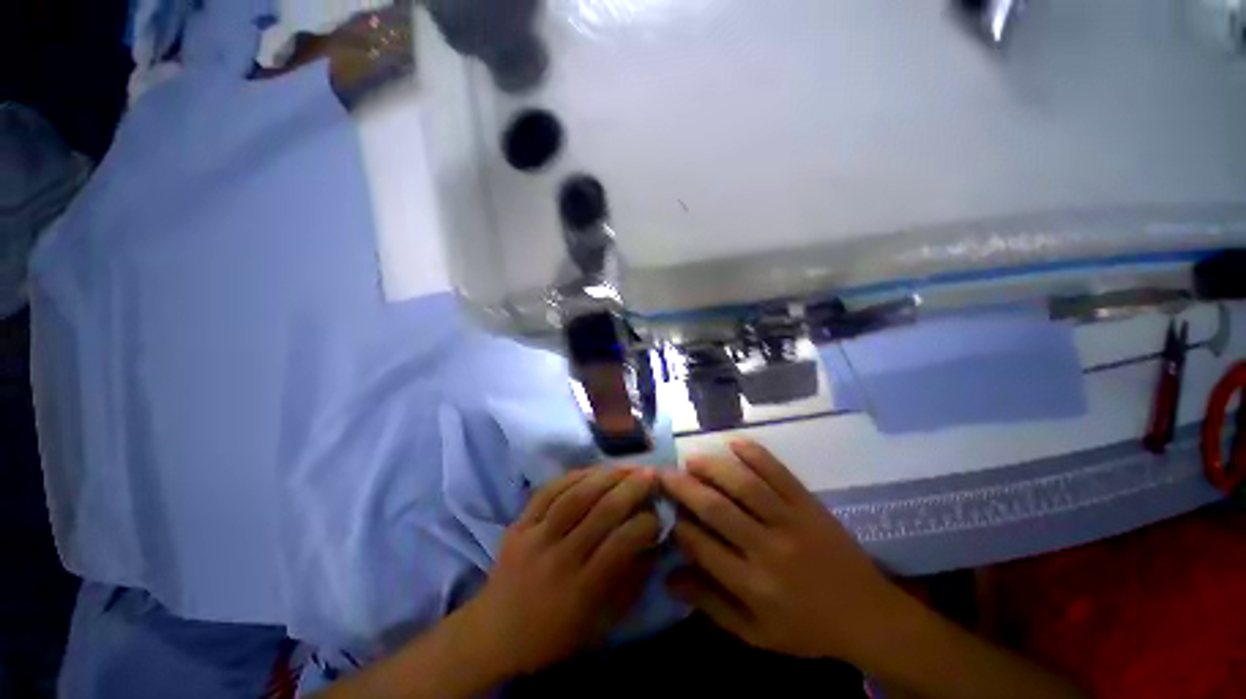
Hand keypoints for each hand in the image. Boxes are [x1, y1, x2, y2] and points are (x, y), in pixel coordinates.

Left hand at [461, 467, 660, 676]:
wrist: (494, 635)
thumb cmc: (555, 635)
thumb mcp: (600, 622)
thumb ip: (630, 582)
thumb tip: (654, 543)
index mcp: (581, 591)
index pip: (621, 545)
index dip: (645, 524)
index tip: (657, 513)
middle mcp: (558, 560)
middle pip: (600, 513)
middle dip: (631, 489)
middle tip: (650, 473)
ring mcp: (534, 538)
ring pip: (575, 496)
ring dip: (605, 476)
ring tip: (626, 466)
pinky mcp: (518, 524)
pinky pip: (548, 491)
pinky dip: (573, 476)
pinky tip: (592, 470)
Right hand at [660, 441, 903, 662]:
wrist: (869, 616)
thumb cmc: (807, 629)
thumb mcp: (755, 633)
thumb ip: (710, 604)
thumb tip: (668, 578)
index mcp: (753, 586)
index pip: (702, 547)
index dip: (679, 525)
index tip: (665, 510)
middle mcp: (768, 549)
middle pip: (717, 509)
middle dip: (684, 488)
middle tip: (665, 473)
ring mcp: (792, 522)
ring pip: (745, 485)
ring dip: (713, 467)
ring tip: (692, 459)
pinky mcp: (809, 504)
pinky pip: (779, 473)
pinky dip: (756, 454)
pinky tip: (734, 443)